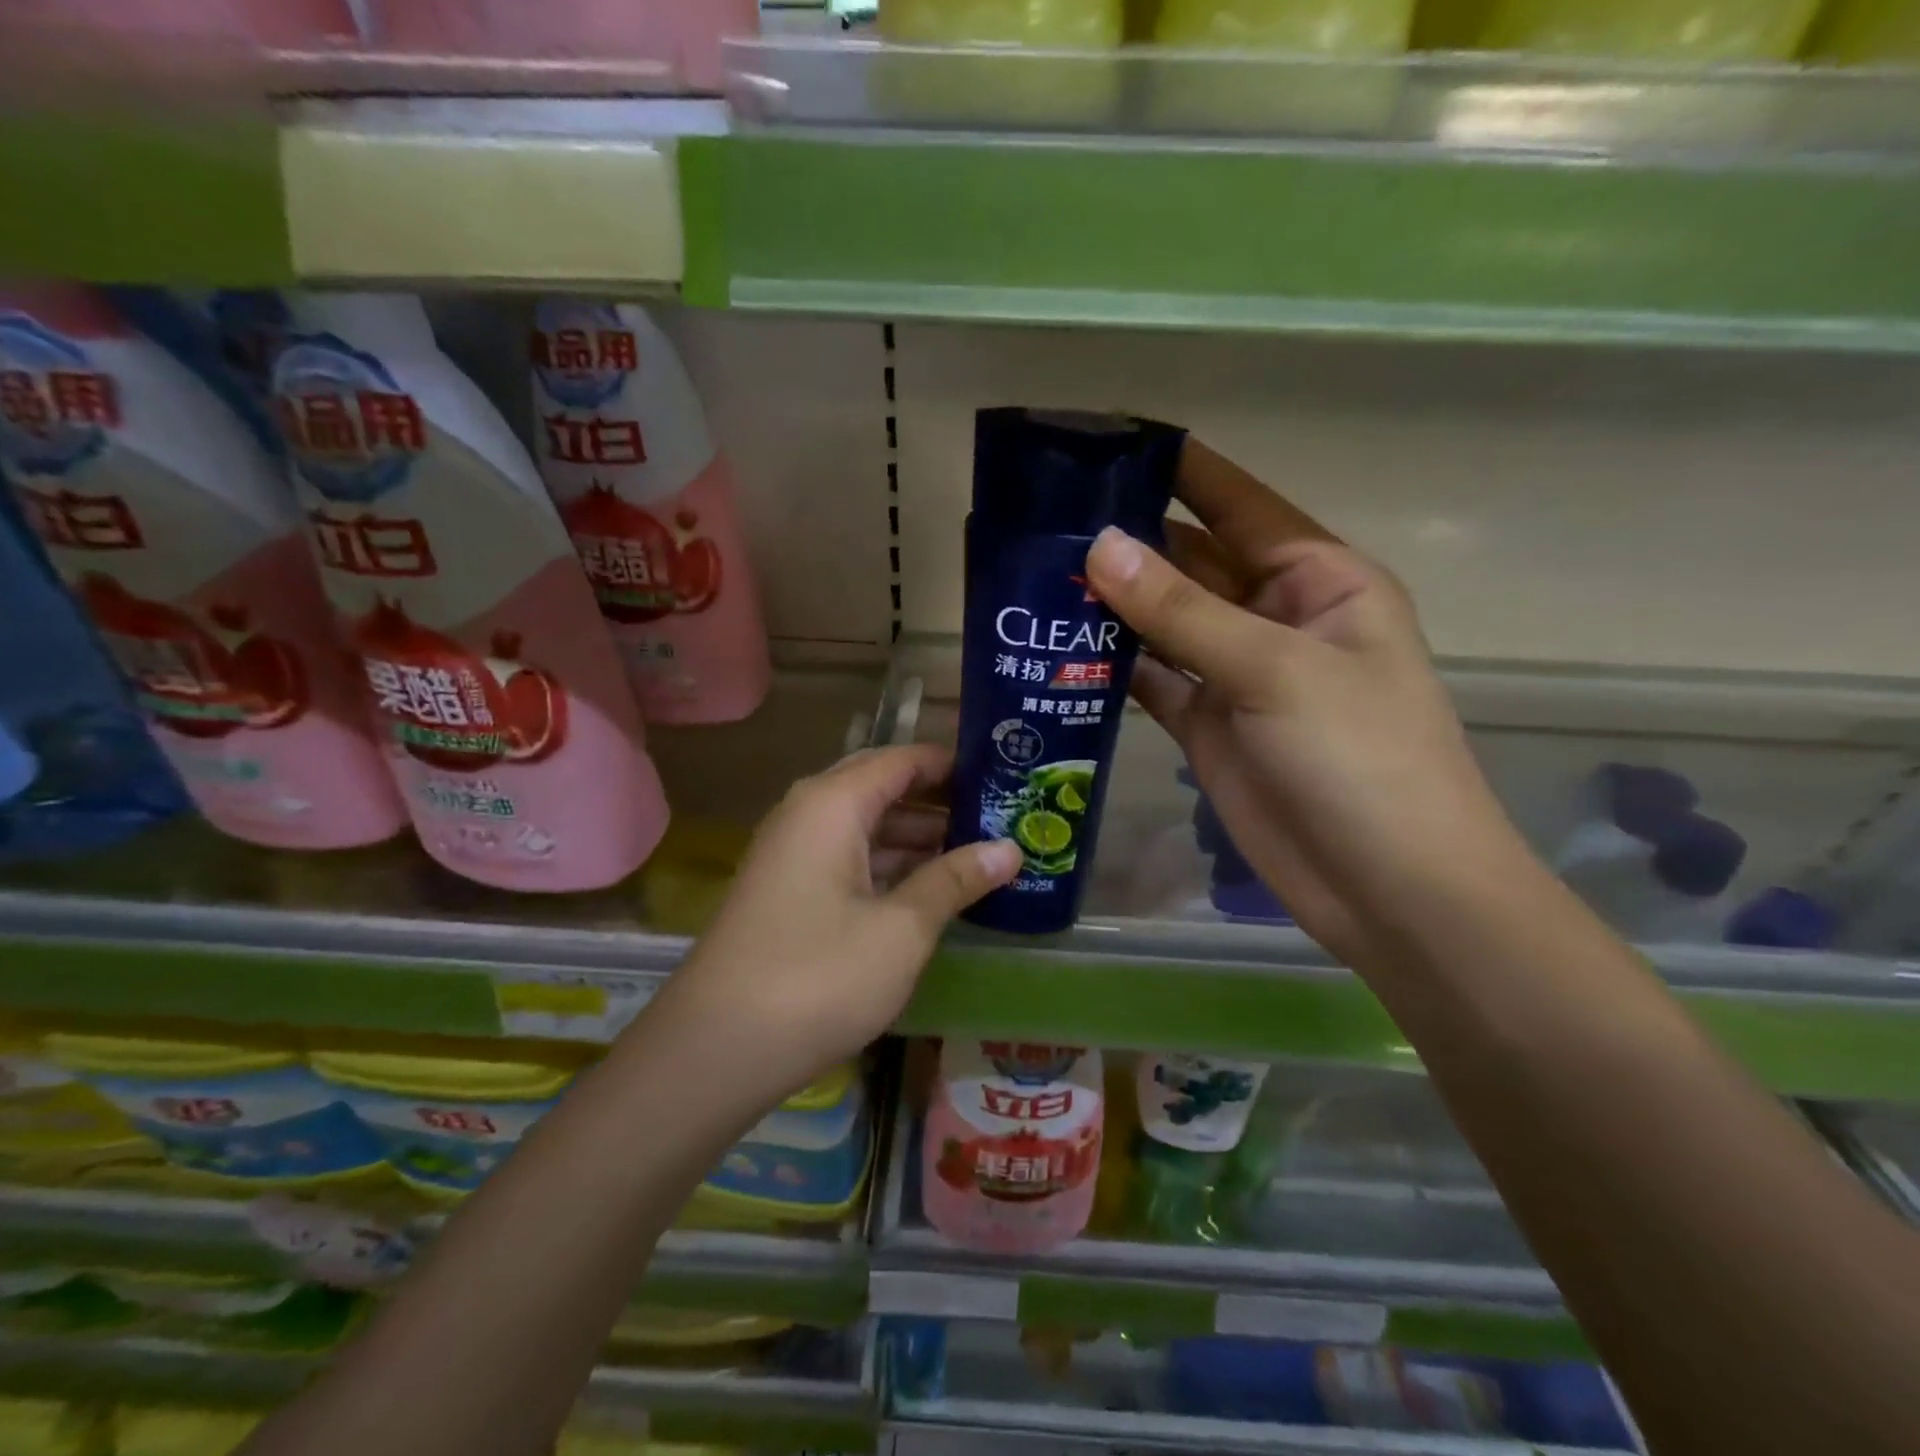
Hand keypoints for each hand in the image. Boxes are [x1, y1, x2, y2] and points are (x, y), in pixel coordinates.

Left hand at [660, 745, 1021, 1096]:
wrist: (717, 1049)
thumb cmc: (818, 976)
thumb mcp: (902, 928)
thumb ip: (955, 880)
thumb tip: (1010, 849)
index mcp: (832, 803)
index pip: (903, 760)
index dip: (953, 765)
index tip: (1004, 776)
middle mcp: (808, 814)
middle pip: (883, 788)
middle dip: (940, 801)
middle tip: (1000, 816)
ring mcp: (792, 854)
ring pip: (866, 826)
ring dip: (917, 837)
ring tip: (979, 853)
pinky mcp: (788, 891)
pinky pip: (849, 858)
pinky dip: (890, 865)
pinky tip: (929, 890)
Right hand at [1084, 442, 1521, 964]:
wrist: (1386, 887)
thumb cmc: (1359, 759)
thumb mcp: (1275, 669)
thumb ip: (1182, 610)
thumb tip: (1100, 545)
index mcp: (1318, 579)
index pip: (1239, 505)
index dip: (1180, 470)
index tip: (1109, 441)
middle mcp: (1275, 617)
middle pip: (1191, 563)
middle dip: (1130, 542)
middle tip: (1046, 519)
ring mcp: (1237, 674)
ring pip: (1164, 623)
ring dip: (1112, 605)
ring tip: (1037, 576)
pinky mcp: (1206, 725)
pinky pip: (1152, 680)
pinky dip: (1113, 667)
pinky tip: (1060, 650)